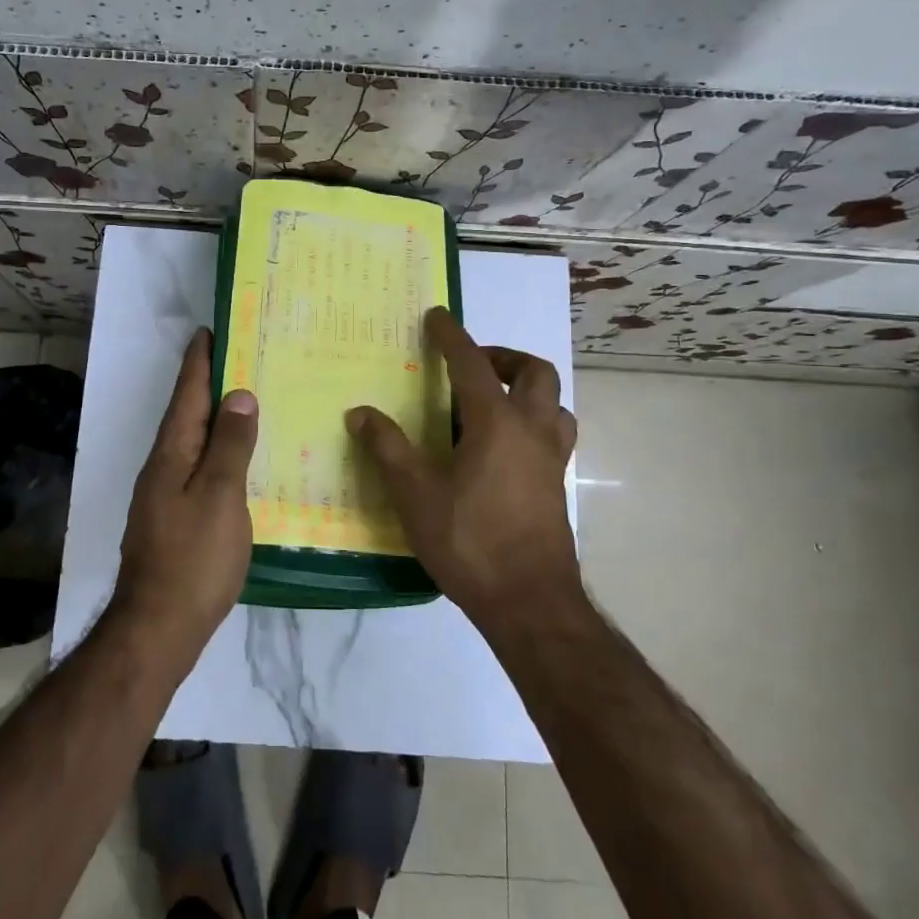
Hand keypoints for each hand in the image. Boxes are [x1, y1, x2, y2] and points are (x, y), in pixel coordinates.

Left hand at [113, 328, 258, 656]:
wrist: (158, 627)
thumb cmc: (193, 558)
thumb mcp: (220, 497)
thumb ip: (230, 446)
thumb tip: (238, 395)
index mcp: (172, 454)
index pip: (187, 395)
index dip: (198, 362)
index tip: (209, 330)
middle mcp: (163, 467)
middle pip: (187, 415)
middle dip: (207, 384)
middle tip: (238, 358)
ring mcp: (165, 494)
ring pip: (193, 442)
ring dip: (214, 417)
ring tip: (244, 401)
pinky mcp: (175, 518)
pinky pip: (198, 468)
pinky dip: (217, 451)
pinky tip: (237, 460)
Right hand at [346, 307, 579, 628]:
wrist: (529, 603)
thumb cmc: (469, 542)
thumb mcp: (415, 494)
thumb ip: (387, 448)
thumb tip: (359, 413)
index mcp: (496, 423)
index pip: (472, 364)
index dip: (452, 336)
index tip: (437, 316)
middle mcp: (531, 430)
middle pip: (534, 372)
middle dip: (503, 357)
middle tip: (472, 365)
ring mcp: (552, 459)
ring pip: (553, 403)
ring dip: (527, 389)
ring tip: (493, 401)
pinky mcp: (558, 486)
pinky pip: (554, 434)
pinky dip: (534, 422)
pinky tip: (506, 447)